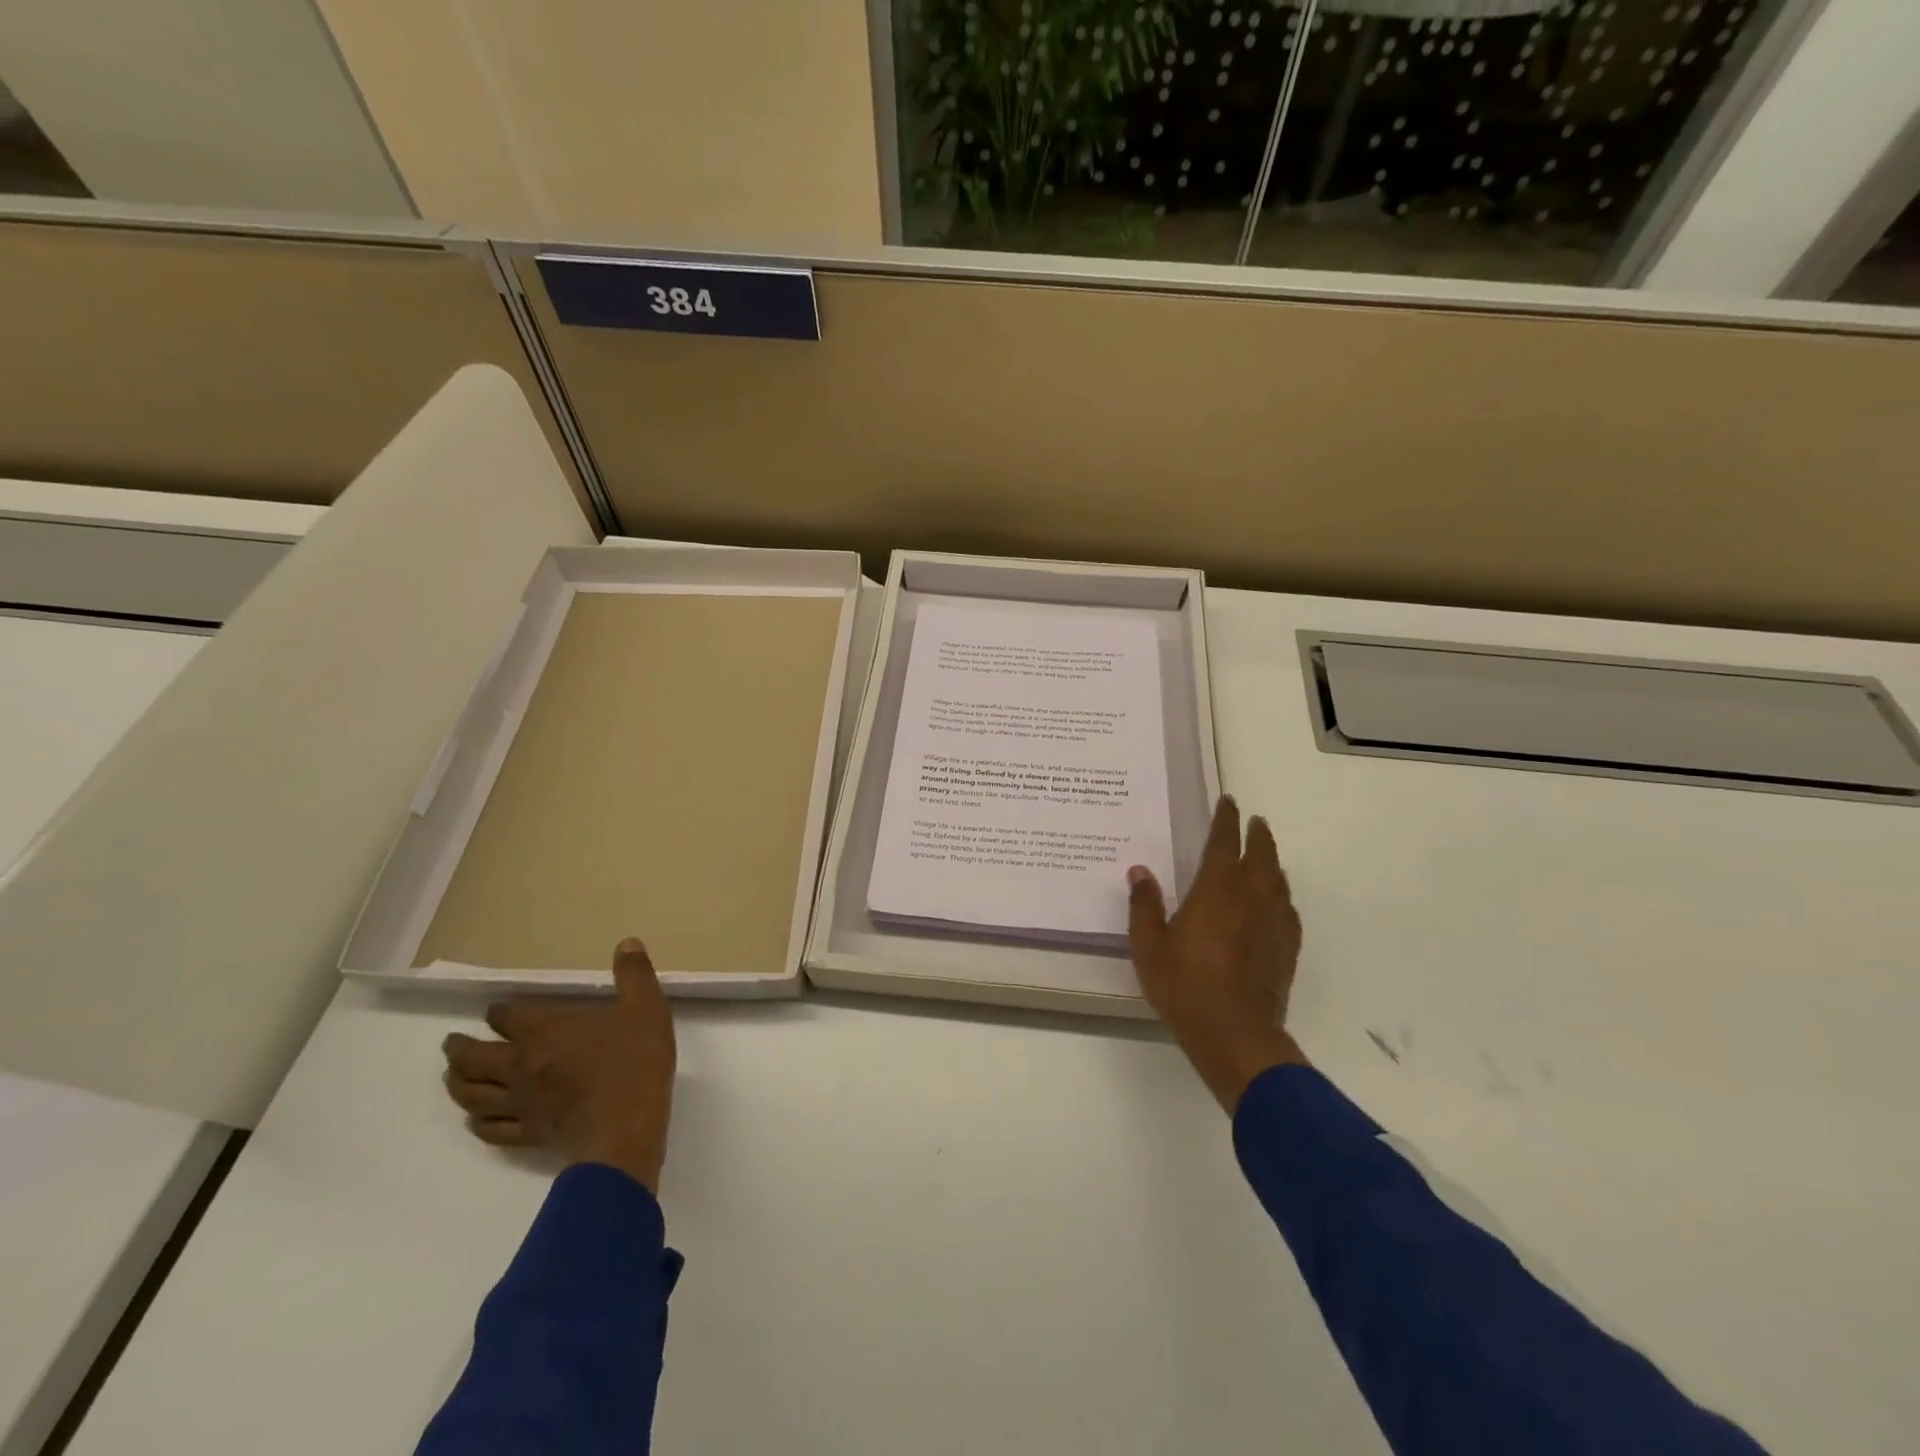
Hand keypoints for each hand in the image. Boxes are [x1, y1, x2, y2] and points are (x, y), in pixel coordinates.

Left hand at [442, 938, 676, 1191]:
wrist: (625, 1129)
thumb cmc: (634, 1063)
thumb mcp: (645, 1008)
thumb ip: (634, 974)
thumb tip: (627, 942)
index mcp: (544, 1031)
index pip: (505, 1016)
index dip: (498, 1011)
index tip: (496, 1010)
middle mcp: (520, 1065)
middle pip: (472, 1058)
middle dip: (458, 1048)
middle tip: (452, 1043)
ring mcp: (519, 1104)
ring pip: (471, 1094)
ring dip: (457, 1083)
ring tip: (454, 1076)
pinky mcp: (526, 1134)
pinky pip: (489, 1129)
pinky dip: (477, 1121)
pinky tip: (477, 1118)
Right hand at [1128, 796, 1306, 1112]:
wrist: (1235, 1034)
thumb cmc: (1185, 986)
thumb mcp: (1149, 946)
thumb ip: (1145, 905)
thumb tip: (1140, 871)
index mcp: (1216, 890)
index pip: (1224, 843)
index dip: (1226, 820)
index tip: (1229, 802)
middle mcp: (1250, 898)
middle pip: (1261, 855)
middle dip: (1257, 834)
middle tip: (1255, 821)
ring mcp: (1273, 923)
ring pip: (1278, 880)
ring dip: (1272, 861)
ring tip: (1266, 855)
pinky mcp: (1286, 948)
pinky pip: (1287, 910)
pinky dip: (1281, 897)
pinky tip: (1276, 902)